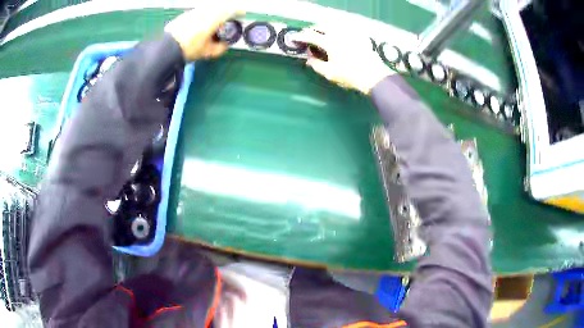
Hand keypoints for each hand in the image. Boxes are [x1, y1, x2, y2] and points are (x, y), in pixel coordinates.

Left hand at [165, 6, 243, 60]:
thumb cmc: (187, 50)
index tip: (243, 13)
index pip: (229, 12)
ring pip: (209, 8)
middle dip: (226, 12)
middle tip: (228, 18)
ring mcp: (193, 13)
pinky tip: (201, 22)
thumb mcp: (206, 52)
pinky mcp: (185, 15)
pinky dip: (204, 14)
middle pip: (219, 8)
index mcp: (211, 21)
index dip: (238, 11)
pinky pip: (199, 11)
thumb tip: (225, 45)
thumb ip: (219, 48)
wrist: (166, 49)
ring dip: (215, 12)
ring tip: (214, 21)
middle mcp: (204, 13)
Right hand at [293, 25, 394, 94]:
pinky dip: (338, 31)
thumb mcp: (329, 73)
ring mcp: (350, 34)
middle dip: (313, 30)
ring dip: (325, 28)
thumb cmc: (350, 76)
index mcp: (329, 42)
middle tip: (309, 36)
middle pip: (322, 26)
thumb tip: (309, 58)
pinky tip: (339, 37)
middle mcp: (339, 34)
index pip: (311, 36)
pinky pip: (346, 29)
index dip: (301, 37)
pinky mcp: (360, 37)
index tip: (295, 38)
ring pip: (334, 25)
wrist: (374, 77)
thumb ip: (316, 65)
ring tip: (323, 35)